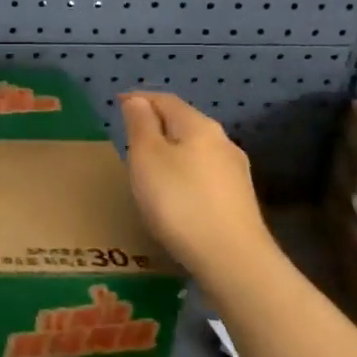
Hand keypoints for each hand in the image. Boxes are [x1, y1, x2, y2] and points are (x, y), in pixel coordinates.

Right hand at [120, 91, 276, 274]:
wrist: (232, 258)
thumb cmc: (179, 201)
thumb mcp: (147, 157)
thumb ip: (140, 125)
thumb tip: (138, 100)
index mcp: (199, 126)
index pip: (166, 100)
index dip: (140, 98)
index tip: (118, 103)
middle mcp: (222, 142)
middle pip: (184, 123)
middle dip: (157, 124)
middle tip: (130, 134)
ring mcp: (235, 172)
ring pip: (196, 149)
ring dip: (172, 149)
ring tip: (148, 164)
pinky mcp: (238, 199)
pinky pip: (204, 173)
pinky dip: (184, 171)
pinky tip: (175, 190)